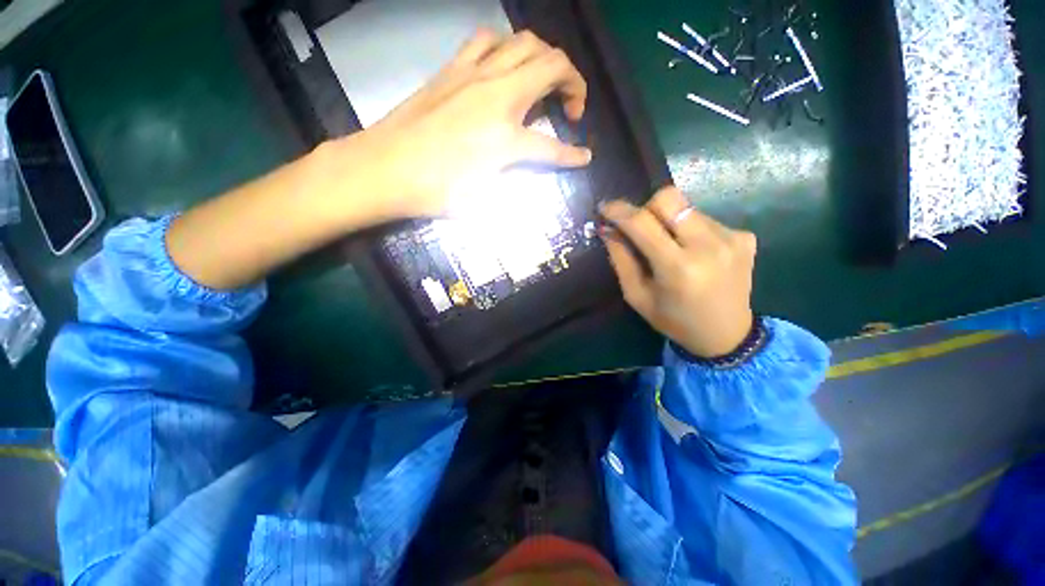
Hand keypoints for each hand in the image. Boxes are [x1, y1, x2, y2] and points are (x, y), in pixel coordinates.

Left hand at [365, 29, 590, 217]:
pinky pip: (486, 40)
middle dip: (574, 83)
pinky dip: (505, 47)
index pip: (552, 148)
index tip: (584, 157)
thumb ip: (512, 179)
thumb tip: (527, 168)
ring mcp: (472, 75)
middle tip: (570, 109)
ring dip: (544, 57)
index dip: (573, 156)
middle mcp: (496, 96)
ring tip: (543, 81)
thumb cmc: (434, 192)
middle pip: (552, 65)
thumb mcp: (483, 199)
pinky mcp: (451, 69)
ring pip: (524, 41)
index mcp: (505, 138)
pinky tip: (503, 67)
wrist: (384, 169)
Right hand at [600, 187, 756, 358]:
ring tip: (670, 246)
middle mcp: (708, 246)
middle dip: (646, 207)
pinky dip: (690, 230)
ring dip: (669, 221)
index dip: (619, 211)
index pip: (642, 223)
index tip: (604, 208)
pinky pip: (705, 218)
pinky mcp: (744, 237)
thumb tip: (607, 229)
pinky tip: (693, 252)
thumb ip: (621, 260)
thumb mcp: (637, 296)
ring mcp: (731, 238)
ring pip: (687, 207)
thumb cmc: (673, 320)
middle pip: (669, 198)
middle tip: (640, 227)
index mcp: (677, 267)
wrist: (726, 335)